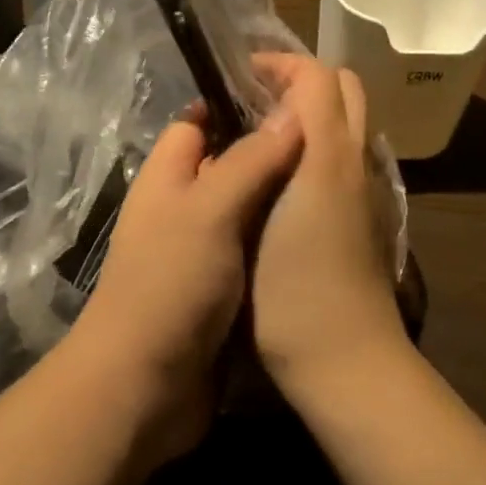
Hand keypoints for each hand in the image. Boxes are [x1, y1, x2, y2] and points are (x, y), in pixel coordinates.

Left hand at [68, 109, 302, 463]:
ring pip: (249, 209)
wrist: (145, 386)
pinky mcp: (224, 288)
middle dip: (273, 153)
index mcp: (168, 176)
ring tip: (340, 181)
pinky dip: (282, 241)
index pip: (199, 120)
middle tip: (332, 141)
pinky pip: (256, 250)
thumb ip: (250, 160)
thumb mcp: (210, 211)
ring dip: (283, 200)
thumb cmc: (170, 283)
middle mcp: (184, 206)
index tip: (293, 97)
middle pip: (230, 164)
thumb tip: (294, 110)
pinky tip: (322, 234)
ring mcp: (203, 249)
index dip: (237, 104)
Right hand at [250, 55, 413, 407]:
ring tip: (259, 134)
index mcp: (331, 152)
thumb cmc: (293, 288)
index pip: (317, 74)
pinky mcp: (366, 215)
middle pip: (343, 89)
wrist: (346, 361)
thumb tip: (265, 111)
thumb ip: (270, 149)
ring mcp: (367, 189)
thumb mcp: (267, 211)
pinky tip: (281, 175)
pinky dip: (318, 141)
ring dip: (309, 111)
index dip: (277, 63)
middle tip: (251, 100)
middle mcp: (357, 160)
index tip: (238, 76)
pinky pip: (346, 153)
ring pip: (347, 122)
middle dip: (298, 80)